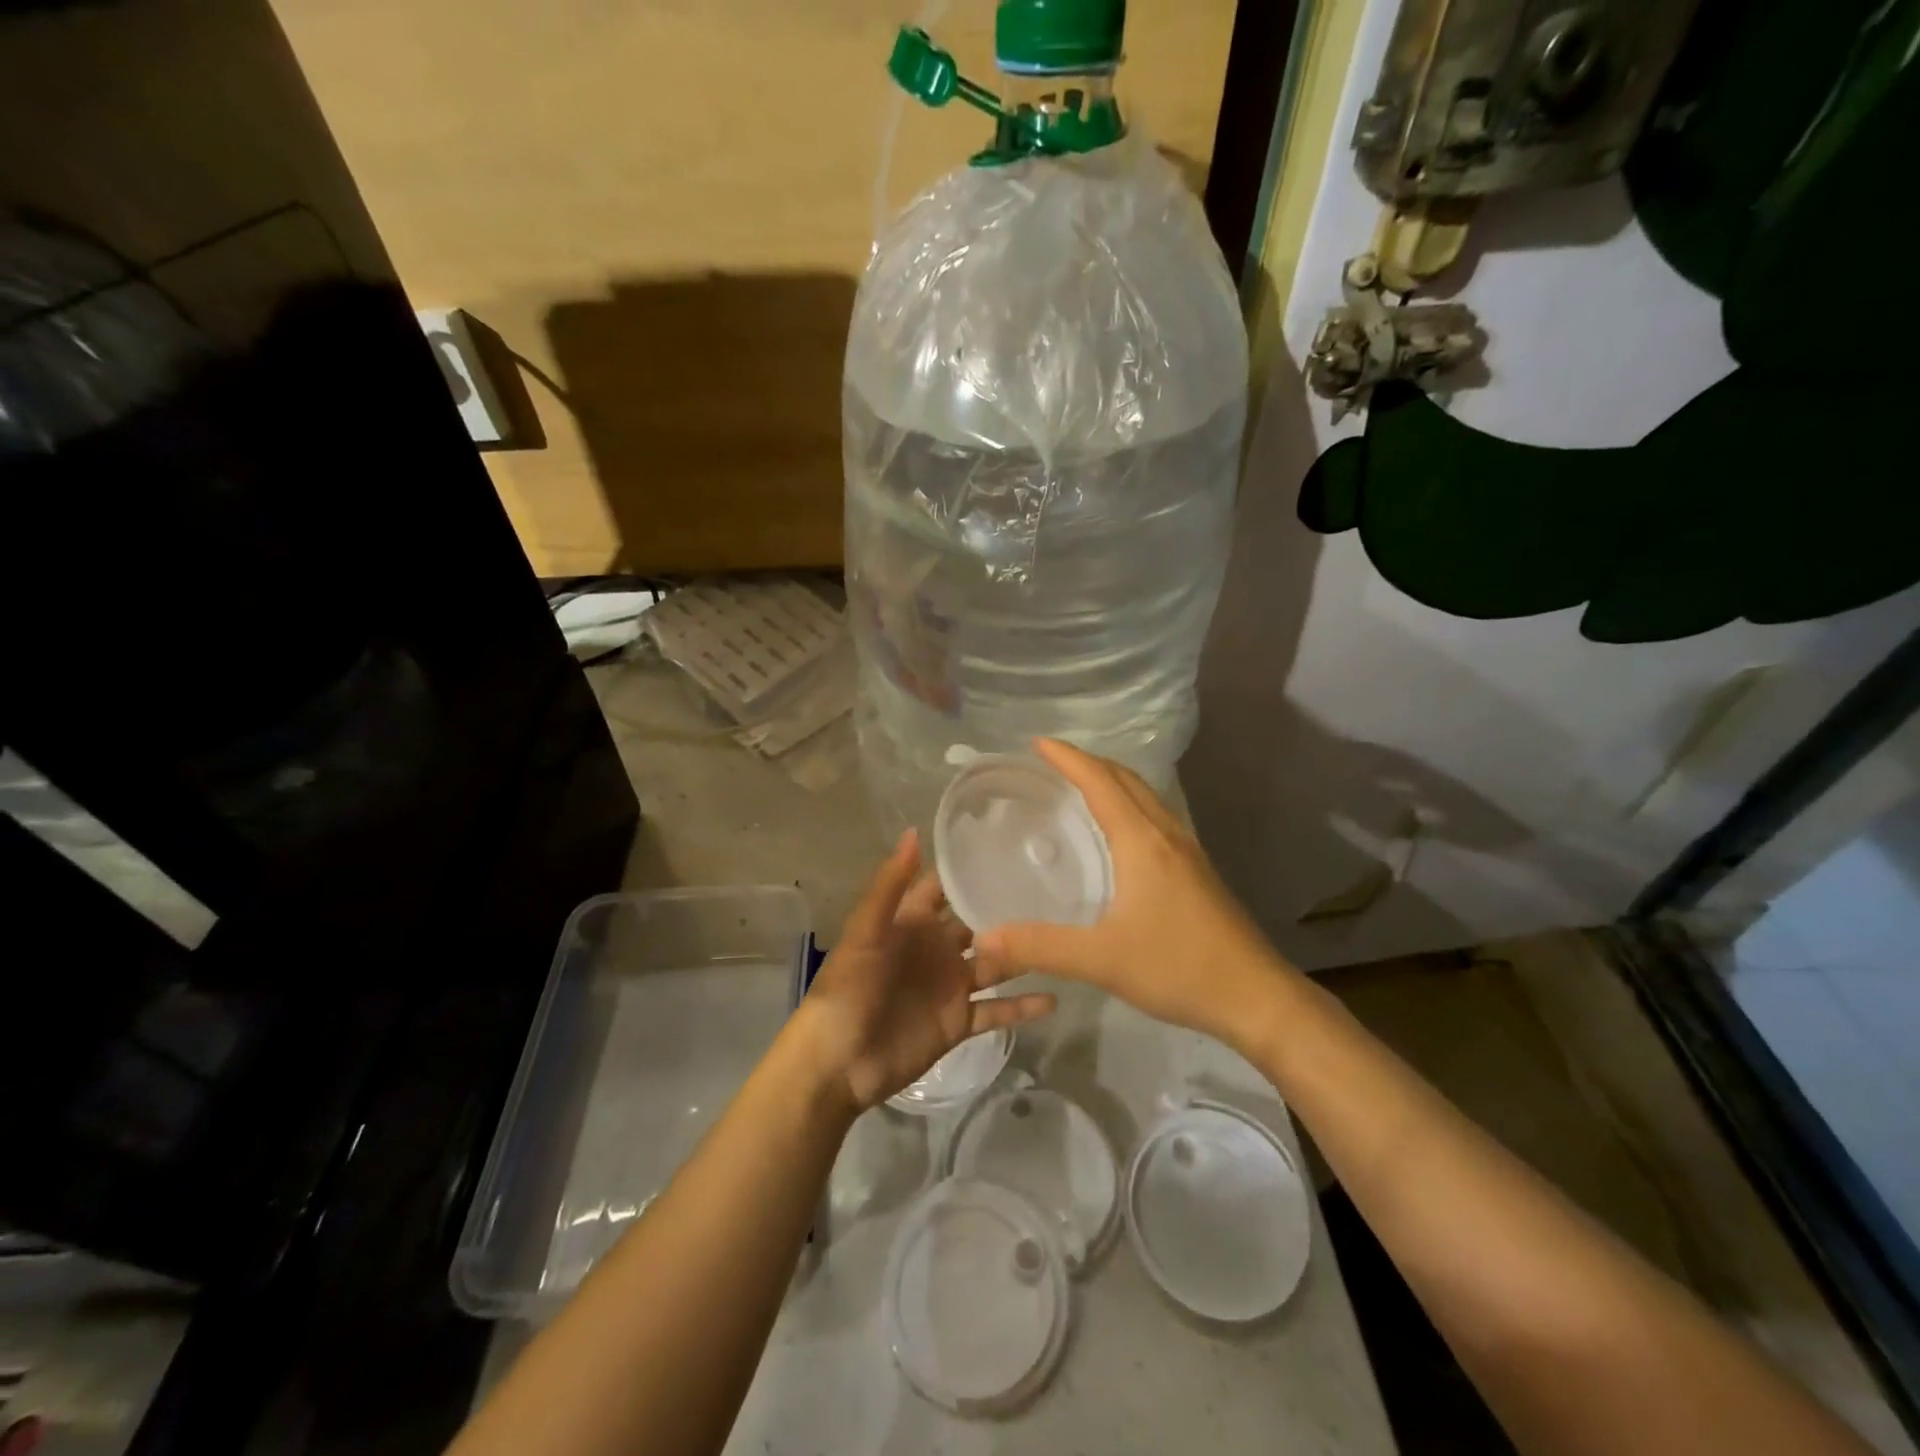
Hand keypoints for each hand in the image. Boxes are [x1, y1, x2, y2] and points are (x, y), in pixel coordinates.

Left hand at [800, 829, 1055, 1112]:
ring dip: (1023, 953)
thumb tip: (915, 831)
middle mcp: (936, 949)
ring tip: (1067, 936)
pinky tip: (1056, 999)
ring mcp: (951, 987)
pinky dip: (1023, 1007)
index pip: (945, 887)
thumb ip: (891, 885)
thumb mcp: (866, 932)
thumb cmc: (848, 989)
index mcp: (912, 923)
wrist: (839, 1065)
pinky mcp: (959, 1023)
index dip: (971, 869)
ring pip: (995, 964)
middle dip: (1008, 908)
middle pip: (978, 922)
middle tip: (1057, 888)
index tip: (1012, 846)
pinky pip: (997, 1011)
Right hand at [974, 739, 1296, 1049]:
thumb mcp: (1102, 960)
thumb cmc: (1179, 967)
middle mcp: (1166, 835)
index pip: (1100, 782)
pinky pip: (1156, 818)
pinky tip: (1118, 835)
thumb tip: (983, 937)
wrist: (1257, 997)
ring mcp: (1188, 852)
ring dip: (1112, 781)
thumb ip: (1040, 946)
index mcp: (1143, 841)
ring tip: (1080, 786)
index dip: (1068, 758)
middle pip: (1127, 780)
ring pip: (1146, 797)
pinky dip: (1129, 806)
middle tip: (1052, 762)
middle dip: (1089, 762)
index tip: (1037, 743)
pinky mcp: (1197, 872)